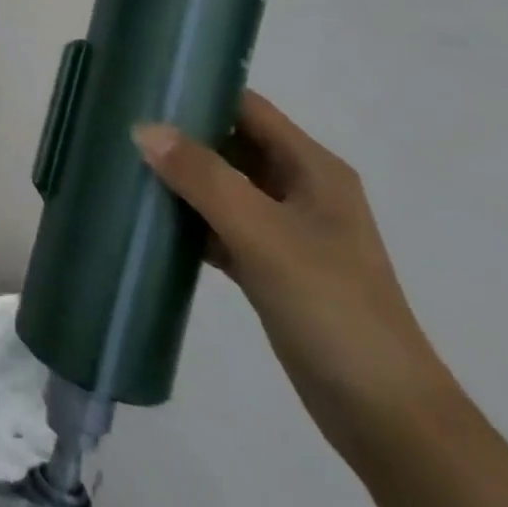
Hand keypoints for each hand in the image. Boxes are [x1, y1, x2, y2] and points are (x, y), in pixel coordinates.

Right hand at [134, 93, 459, 467]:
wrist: (387, 418)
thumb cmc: (331, 308)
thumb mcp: (263, 234)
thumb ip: (203, 178)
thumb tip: (143, 128)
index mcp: (312, 168)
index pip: (247, 107)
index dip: (198, 92)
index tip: (142, 88)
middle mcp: (300, 189)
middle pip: (230, 143)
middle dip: (179, 135)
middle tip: (120, 126)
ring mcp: (287, 230)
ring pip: (222, 185)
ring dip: (180, 178)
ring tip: (123, 165)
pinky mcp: (272, 266)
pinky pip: (220, 225)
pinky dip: (189, 219)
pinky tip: (149, 221)